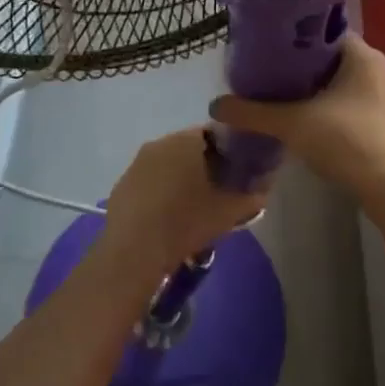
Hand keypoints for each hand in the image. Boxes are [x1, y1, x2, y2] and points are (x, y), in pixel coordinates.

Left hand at [100, 128, 267, 270]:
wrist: (134, 251)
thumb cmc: (185, 221)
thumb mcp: (228, 211)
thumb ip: (251, 196)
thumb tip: (263, 190)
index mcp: (185, 140)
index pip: (214, 134)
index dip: (228, 153)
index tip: (236, 173)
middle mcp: (159, 143)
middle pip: (188, 149)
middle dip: (203, 167)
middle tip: (217, 193)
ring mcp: (136, 163)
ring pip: (167, 165)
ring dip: (180, 180)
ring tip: (192, 209)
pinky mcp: (122, 185)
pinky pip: (149, 182)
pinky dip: (160, 193)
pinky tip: (167, 218)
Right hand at [209, 35, 384, 189]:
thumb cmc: (348, 142)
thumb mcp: (292, 124)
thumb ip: (253, 112)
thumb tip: (215, 105)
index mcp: (363, 56)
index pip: (324, 35)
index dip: (295, 42)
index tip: (269, 53)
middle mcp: (381, 69)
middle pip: (333, 59)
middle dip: (303, 69)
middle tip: (270, 78)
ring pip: (344, 84)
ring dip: (318, 91)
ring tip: (284, 100)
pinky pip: (355, 104)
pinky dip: (333, 109)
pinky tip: (311, 124)